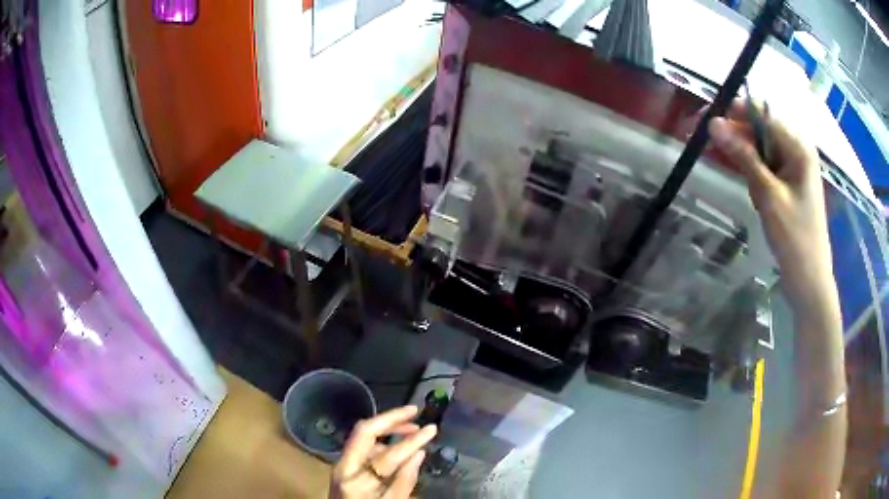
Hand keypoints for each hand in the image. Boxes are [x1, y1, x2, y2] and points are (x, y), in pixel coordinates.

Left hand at [330, 405, 436, 498]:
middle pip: (363, 432)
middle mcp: (343, 467)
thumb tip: (419, 452)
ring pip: (362, 437)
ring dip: (386, 429)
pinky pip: (363, 448)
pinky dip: (381, 443)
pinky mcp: (344, 467)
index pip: (385, 454)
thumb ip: (404, 482)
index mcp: (355, 480)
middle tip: (415, 412)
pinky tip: (395, 448)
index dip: (411, 441)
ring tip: (411, 429)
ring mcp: (341, 466)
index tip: (432, 429)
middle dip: (390, 418)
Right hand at [708, 100, 839, 318]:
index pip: (760, 112)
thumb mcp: (768, 195)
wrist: (809, 282)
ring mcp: (793, 168)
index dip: (731, 111)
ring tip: (728, 172)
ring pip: (760, 149)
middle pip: (759, 129)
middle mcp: (796, 149)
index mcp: (797, 146)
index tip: (703, 119)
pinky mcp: (788, 184)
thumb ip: (743, 156)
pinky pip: (765, 167)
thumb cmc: (795, 239)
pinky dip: (752, 173)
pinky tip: (749, 189)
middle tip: (702, 142)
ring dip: (742, 157)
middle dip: (733, 135)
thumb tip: (713, 123)